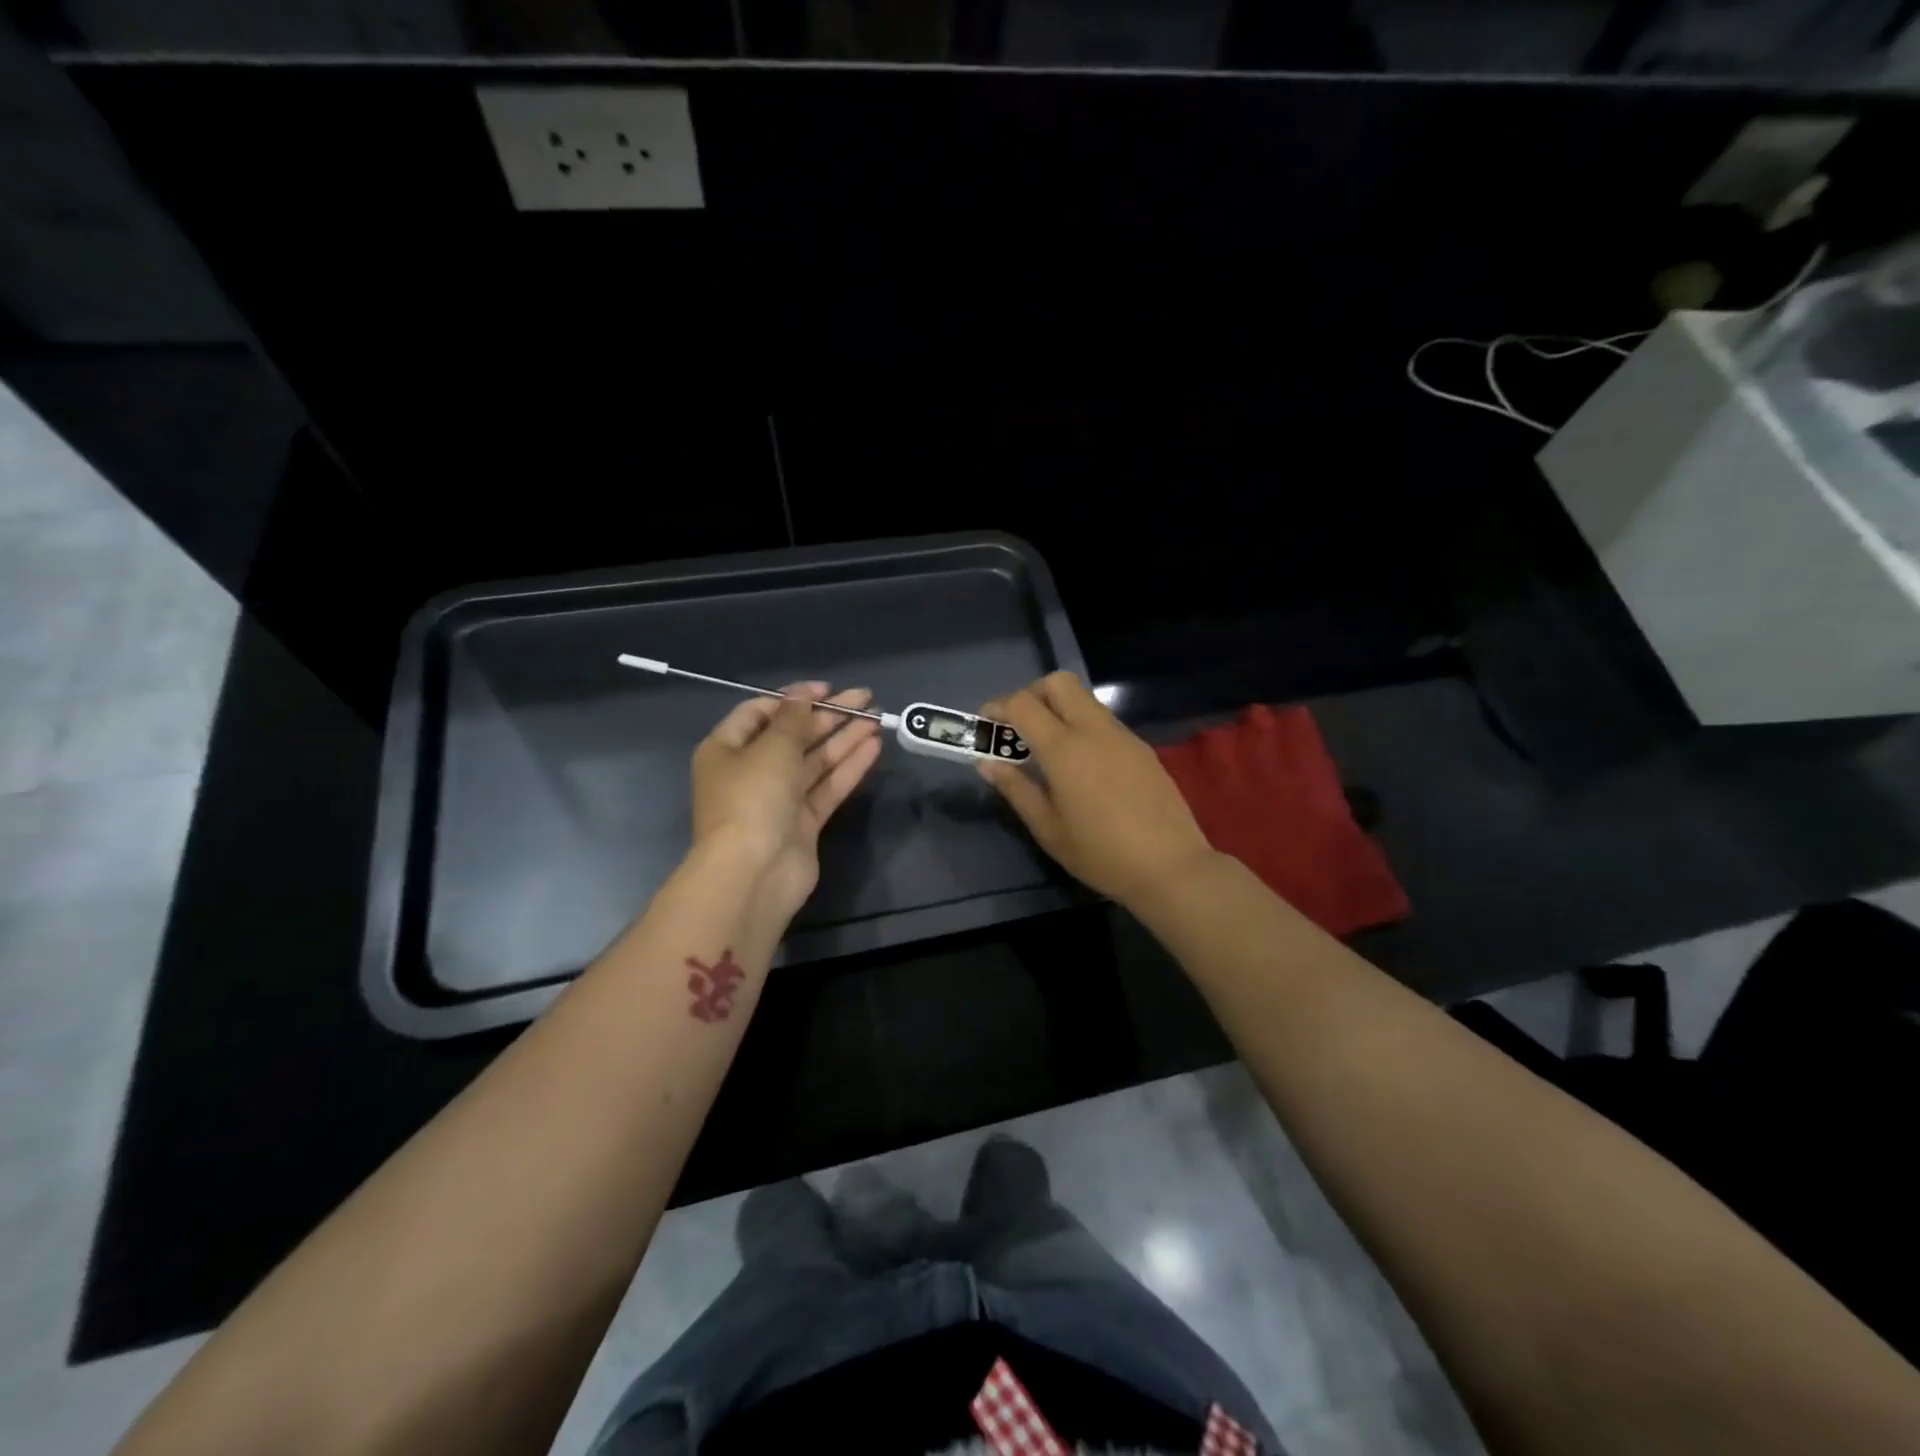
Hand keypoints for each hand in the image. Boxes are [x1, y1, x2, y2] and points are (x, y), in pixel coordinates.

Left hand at [690, 683, 883, 922]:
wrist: (754, 873)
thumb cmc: (752, 798)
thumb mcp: (772, 748)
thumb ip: (793, 718)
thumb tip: (802, 694)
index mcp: (727, 750)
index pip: (760, 713)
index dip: (794, 698)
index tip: (827, 690)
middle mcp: (750, 772)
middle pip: (793, 735)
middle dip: (828, 716)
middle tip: (864, 699)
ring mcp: (778, 799)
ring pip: (815, 761)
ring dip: (844, 738)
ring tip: (877, 718)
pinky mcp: (803, 822)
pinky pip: (827, 786)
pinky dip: (848, 767)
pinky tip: (873, 747)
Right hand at [978, 671, 1215, 910]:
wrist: (1170, 866)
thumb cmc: (1100, 853)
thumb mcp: (1048, 829)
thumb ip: (1016, 789)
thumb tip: (988, 763)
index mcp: (1064, 749)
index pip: (1023, 703)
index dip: (998, 707)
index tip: (988, 724)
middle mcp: (1094, 730)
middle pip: (1058, 682)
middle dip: (1032, 694)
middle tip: (1021, 728)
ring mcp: (1122, 735)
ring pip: (1084, 699)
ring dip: (1060, 709)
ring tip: (1050, 750)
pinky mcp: (1141, 748)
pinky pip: (1104, 721)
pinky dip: (1083, 727)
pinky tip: (1083, 766)